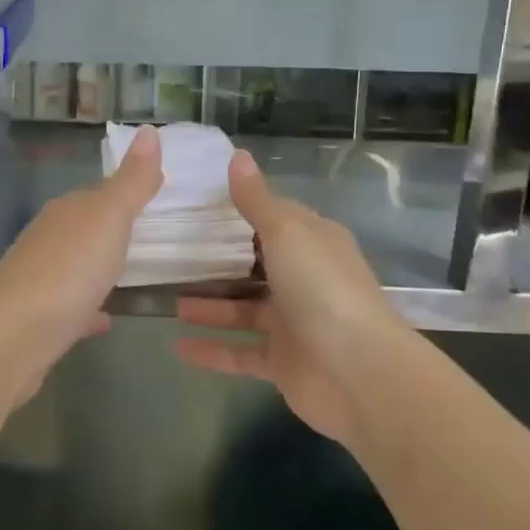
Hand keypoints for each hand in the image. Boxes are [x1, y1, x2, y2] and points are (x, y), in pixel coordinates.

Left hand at [0, 125, 162, 401]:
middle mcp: (49, 238)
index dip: (126, 192)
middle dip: (112, 229)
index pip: (99, 193)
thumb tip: (149, 129)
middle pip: (85, 227)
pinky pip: (72, 307)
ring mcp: (40, 279)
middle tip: (150, 235)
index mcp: (67, 211)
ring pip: (76, 265)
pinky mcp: (38, 319)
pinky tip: (105, 319)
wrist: (11, 336)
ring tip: (131, 274)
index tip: (155, 194)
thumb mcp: (108, 218)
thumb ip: (131, 181)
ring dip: (98, 267)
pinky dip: (89, 308)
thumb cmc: (67, 270)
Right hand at [176, 148, 405, 444]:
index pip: (275, 218)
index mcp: (313, 243)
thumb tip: (238, 155)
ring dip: (209, 305)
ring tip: (169, 299)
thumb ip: (257, 200)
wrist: (360, 374)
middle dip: (219, 261)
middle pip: (256, 265)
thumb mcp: (287, 233)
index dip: (242, 209)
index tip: (199, 203)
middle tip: (174, 252)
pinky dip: (211, 349)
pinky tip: (177, 346)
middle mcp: (305, 279)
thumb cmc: (322, 289)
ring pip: (243, 309)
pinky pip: (240, 352)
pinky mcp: (283, 362)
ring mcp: (294, 323)